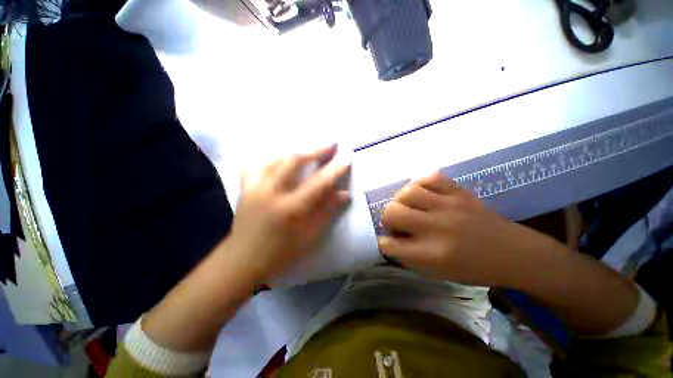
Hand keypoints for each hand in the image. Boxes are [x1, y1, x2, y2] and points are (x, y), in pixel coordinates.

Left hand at [225, 144, 350, 283]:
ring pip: (276, 157)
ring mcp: (255, 187)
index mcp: (291, 208)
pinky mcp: (245, 188)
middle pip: (294, 160)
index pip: (318, 183)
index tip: (346, 159)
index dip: (334, 170)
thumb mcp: (310, 236)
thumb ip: (327, 211)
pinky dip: (270, 158)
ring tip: (309, 148)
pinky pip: (256, 164)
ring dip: (296, 150)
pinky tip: (279, 157)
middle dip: (315, 149)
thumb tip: (345, 194)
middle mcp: (272, 192)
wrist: (243, 259)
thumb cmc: (281, 252)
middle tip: (330, 144)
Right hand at [378, 171, 530, 286]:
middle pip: (391, 213)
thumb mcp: (437, 273)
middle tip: (398, 224)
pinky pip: (430, 177)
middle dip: (387, 220)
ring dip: (400, 201)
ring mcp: (449, 205)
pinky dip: (420, 184)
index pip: (389, 244)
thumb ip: (408, 256)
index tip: (389, 242)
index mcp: (431, 254)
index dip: (385, 243)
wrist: (514, 253)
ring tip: (408, 206)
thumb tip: (390, 239)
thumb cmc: (474, 269)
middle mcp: (437, 227)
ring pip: (407, 192)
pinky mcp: (459, 191)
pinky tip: (423, 193)